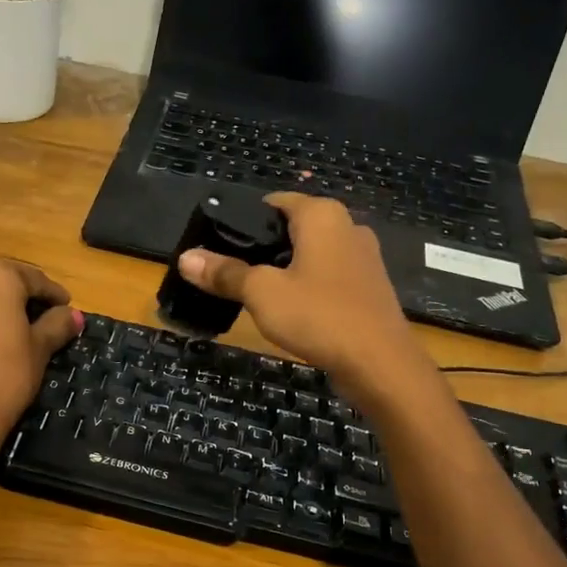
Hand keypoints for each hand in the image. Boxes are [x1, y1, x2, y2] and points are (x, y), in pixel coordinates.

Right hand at [177, 194, 426, 395]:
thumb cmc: (319, 316)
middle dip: (263, 247)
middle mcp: (347, 226)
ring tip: (255, 293)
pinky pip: (328, 276)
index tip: (219, 244)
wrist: (380, 364)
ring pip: (312, 254)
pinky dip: (307, 286)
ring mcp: (363, 258)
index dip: (244, 220)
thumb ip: (225, 273)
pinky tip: (291, 311)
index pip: (274, 202)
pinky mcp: (368, 288)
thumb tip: (186, 257)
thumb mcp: (262, 293)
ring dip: (285, 269)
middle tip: (231, 272)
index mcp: (322, 215)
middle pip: (293, 228)